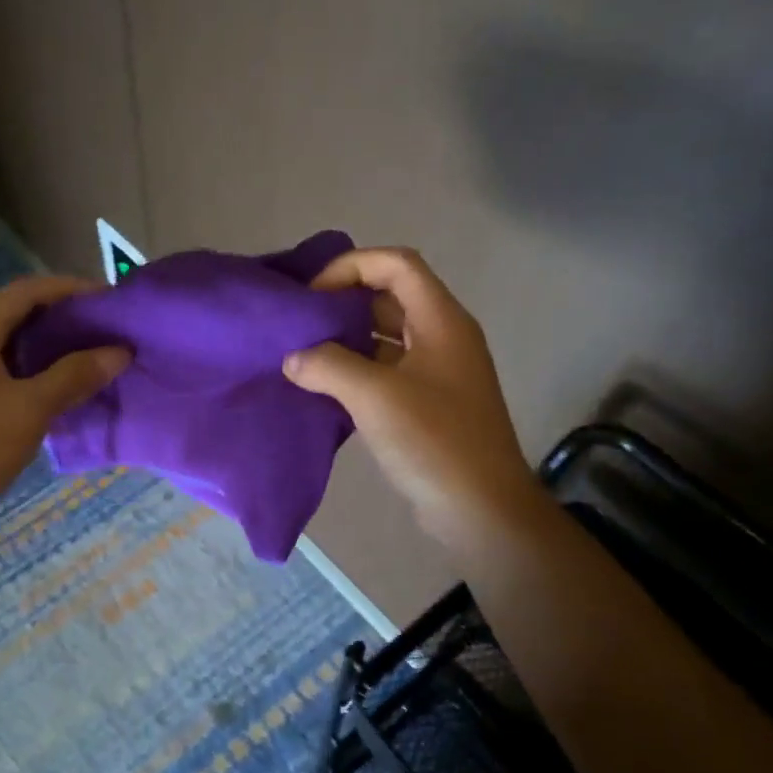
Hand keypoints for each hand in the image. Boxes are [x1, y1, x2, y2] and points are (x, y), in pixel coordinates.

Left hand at [0, 275, 129, 518]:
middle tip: (102, 331)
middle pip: (14, 312)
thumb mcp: (32, 409)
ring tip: (84, 357)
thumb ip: (75, 375)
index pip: (27, 291)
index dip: (71, 290)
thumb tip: (119, 352)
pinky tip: (50, 385)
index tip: (109, 300)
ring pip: (3, 340)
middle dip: (60, 318)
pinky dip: (25, 365)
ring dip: (43, 344)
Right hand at [282, 247, 540, 551]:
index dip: (351, 267)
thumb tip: (293, 359)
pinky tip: (323, 388)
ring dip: (347, 340)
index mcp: (441, 321)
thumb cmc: (434, 440)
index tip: (312, 296)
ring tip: (303, 354)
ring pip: (386, 337)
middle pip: (390, 297)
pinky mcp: (428, 404)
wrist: (480, 507)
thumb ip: (328, 367)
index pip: (396, 265)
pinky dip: (355, 371)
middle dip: (344, 303)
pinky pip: (387, 371)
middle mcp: (442, 337)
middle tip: (300, 324)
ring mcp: (437, 372)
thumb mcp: (375, 397)